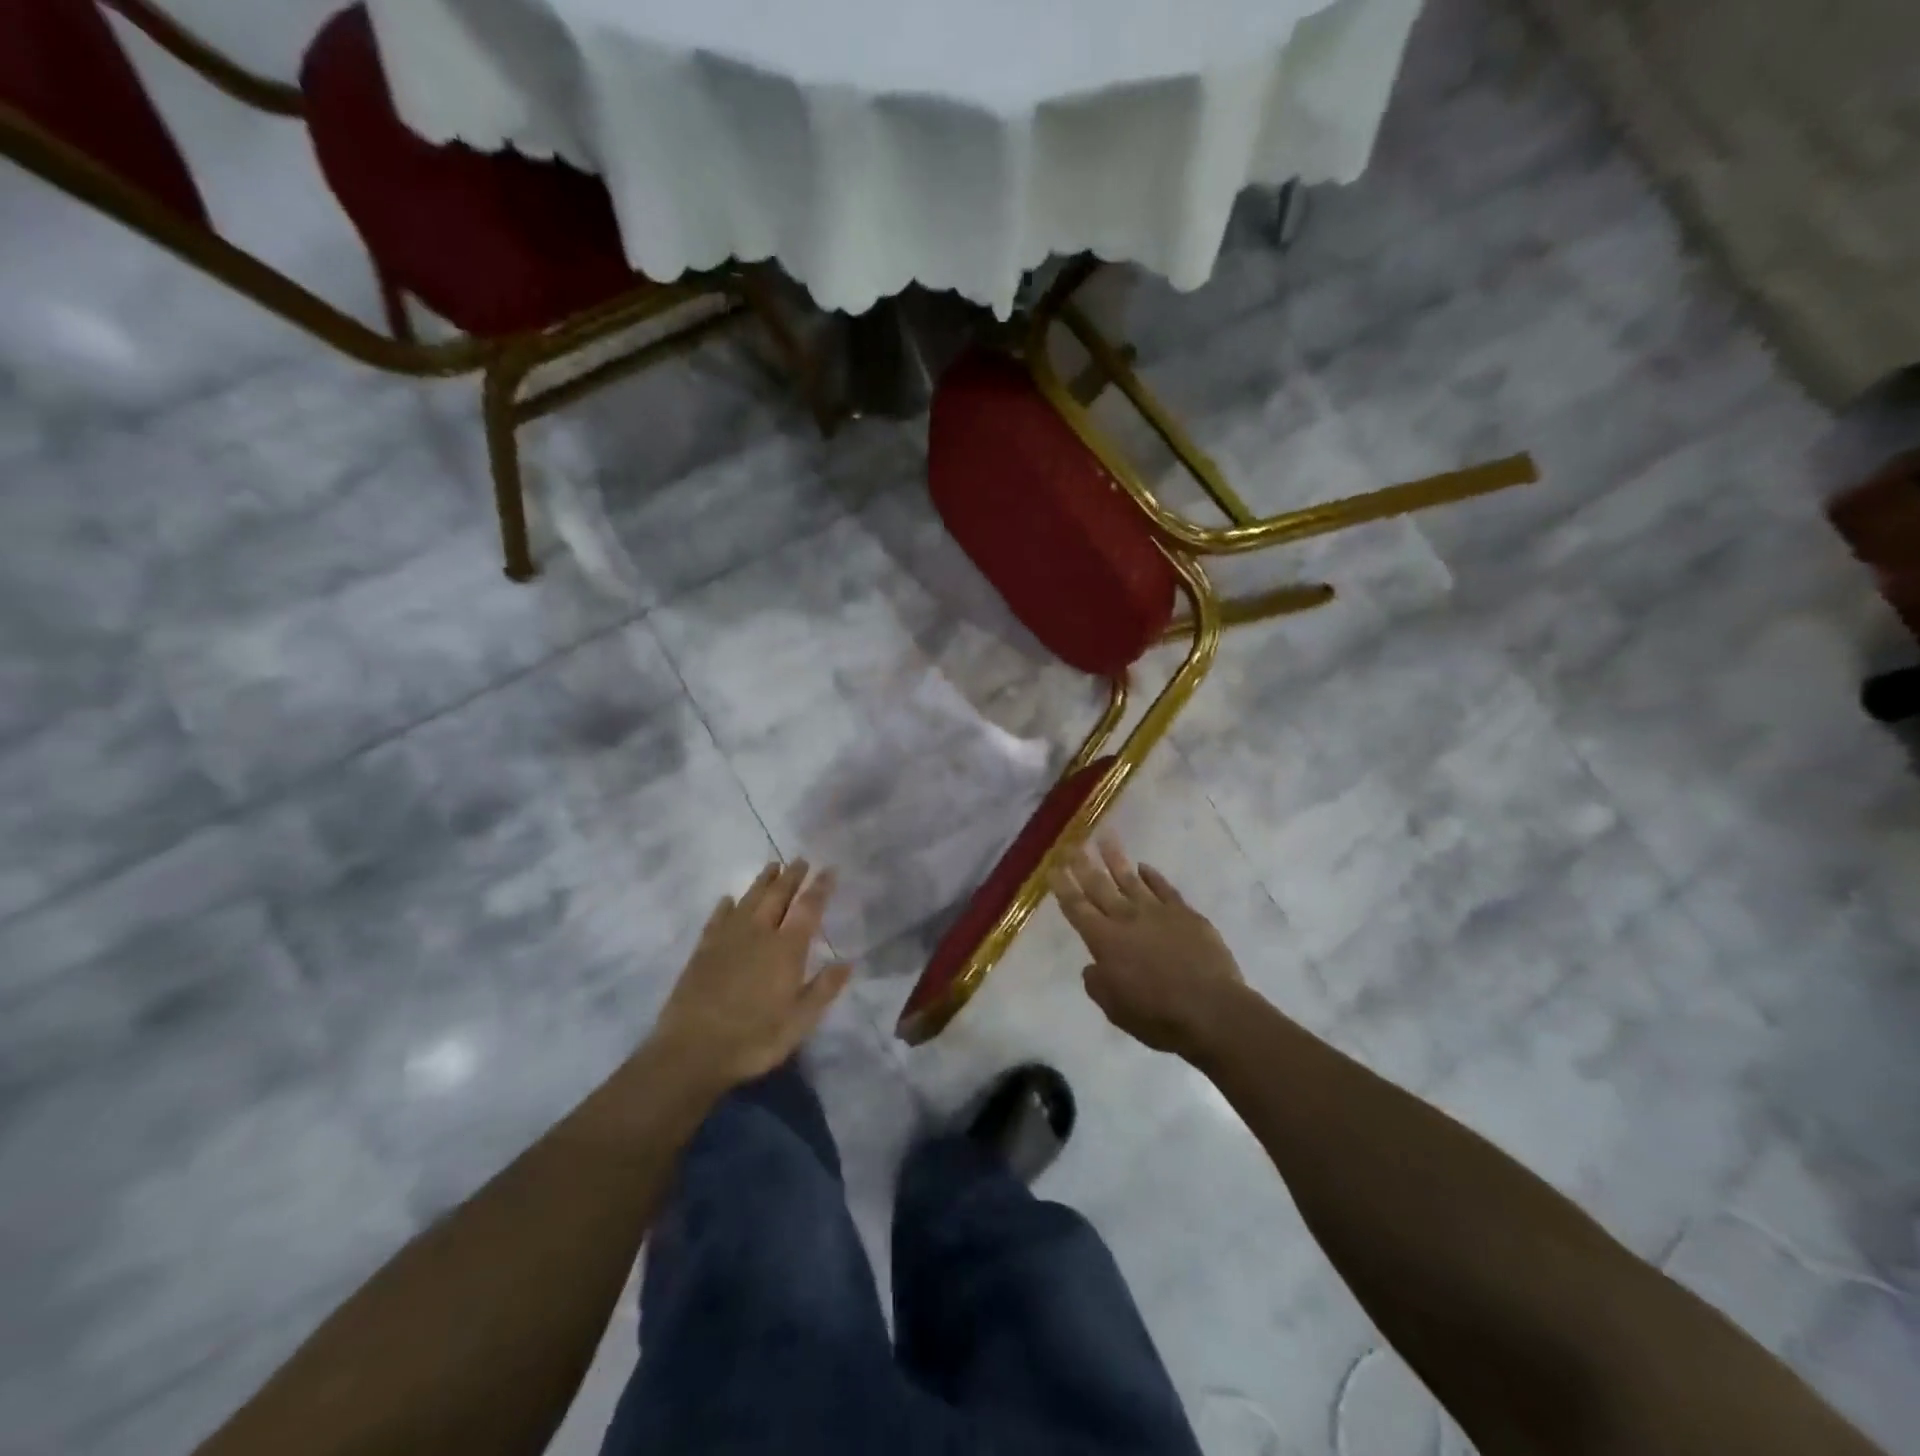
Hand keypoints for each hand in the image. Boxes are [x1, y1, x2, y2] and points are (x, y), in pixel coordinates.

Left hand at [647, 860, 850, 1092]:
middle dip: (792, 876)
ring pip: (748, 900)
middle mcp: (758, 934)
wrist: (692, 1051)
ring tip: (772, 866)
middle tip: (801, 860)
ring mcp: (727, 939)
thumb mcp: (800, 1021)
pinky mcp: (703, 950)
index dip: (820, 887)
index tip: (830, 869)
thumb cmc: (754, 1039)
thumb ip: (824, 989)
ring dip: (762, 881)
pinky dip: (726, 906)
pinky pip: (717, 918)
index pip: (808, 908)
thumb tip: (848, 962)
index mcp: (786, 949)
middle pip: (777, 896)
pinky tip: (728, 899)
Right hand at [1051, 836, 1246, 1058]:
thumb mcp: (1115, 1009)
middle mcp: (1127, 919)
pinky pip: (1165, 888)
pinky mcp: (1185, 914)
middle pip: (1099, 886)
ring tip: (1104, 837)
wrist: (1211, 1010)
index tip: (1053, 867)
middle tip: (1071, 844)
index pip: (1077, 908)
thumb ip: (1098, 984)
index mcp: (1105, 941)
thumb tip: (1093, 966)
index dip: (1063, 887)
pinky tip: (1144, 866)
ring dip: (1115, 858)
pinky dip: (1153, 876)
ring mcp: (1158, 912)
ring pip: (1131, 878)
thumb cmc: (1157, 1015)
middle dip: (1082, 864)